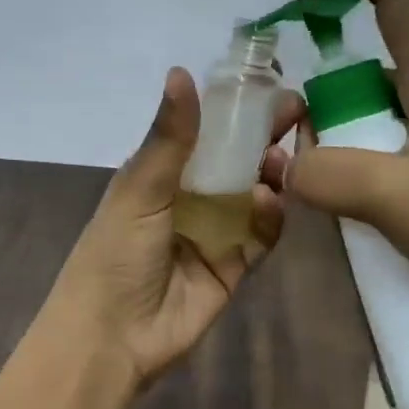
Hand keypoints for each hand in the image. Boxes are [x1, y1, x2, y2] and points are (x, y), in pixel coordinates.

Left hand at [53, 67, 301, 386]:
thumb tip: (181, 71)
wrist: (113, 337)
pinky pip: (261, 236)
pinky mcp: (233, 267)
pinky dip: (270, 218)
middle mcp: (189, 200)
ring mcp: (213, 234)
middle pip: (235, 162)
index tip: (269, 89)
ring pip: (253, 196)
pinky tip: (267, 203)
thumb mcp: (139, 189)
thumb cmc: (116, 254)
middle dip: (263, 139)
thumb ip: (169, 137)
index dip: (235, 112)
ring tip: (280, 161)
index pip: (204, 133)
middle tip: (295, 118)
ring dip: (270, 176)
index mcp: (160, 175)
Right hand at [283, 0, 408, 346]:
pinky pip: (379, 150)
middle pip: (370, 62)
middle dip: (324, 90)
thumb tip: (286, 166)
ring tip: (319, 184)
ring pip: (370, 111)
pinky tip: (343, 203)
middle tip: (300, 139)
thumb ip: (327, 175)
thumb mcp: (393, 195)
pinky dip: (352, 164)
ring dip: (335, 135)